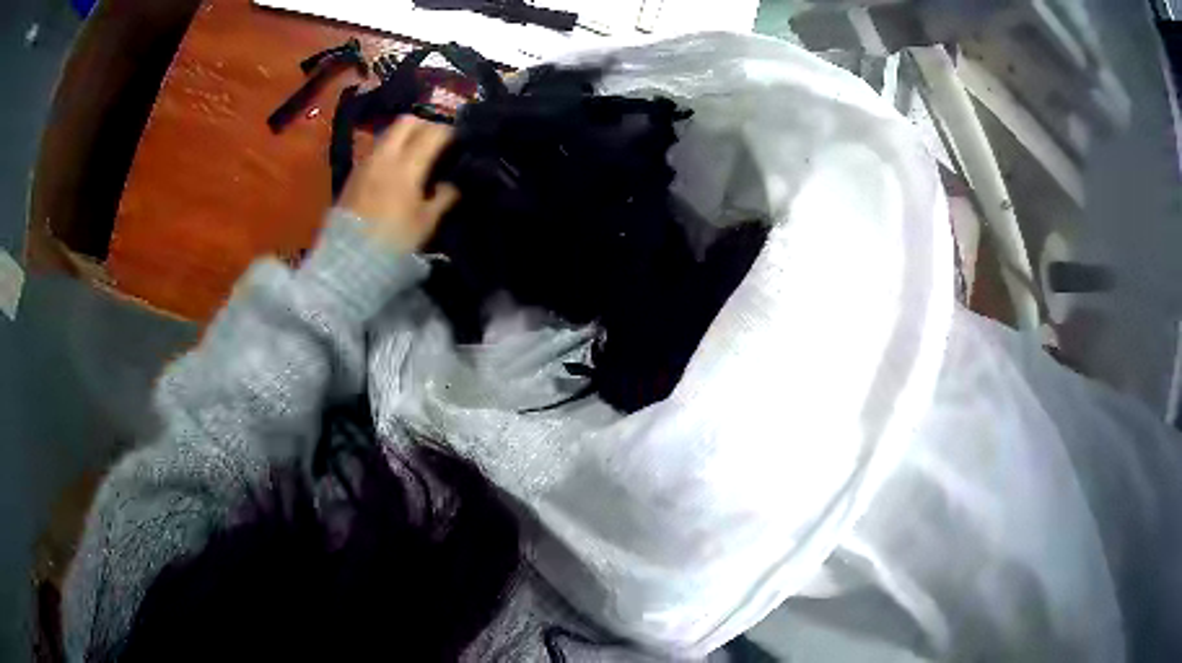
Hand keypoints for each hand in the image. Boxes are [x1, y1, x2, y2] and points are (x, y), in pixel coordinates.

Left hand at [339, 116, 459, 252]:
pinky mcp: (354, 174)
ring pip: (390, 133)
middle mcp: (386, 156)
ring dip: (406, 135)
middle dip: (425, 124)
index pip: (434, 133)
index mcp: (408, 166)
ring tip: (417, 151)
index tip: (460, 137)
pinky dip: (391, 149)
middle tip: (437, 138)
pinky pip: (377, 149)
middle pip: (408, 122)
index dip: (450, 131)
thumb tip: (453, 184)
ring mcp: (367, 163)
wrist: (349, 260)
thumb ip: (443, 198)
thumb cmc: (394, 242)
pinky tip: (397, 167)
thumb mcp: (425, 223)